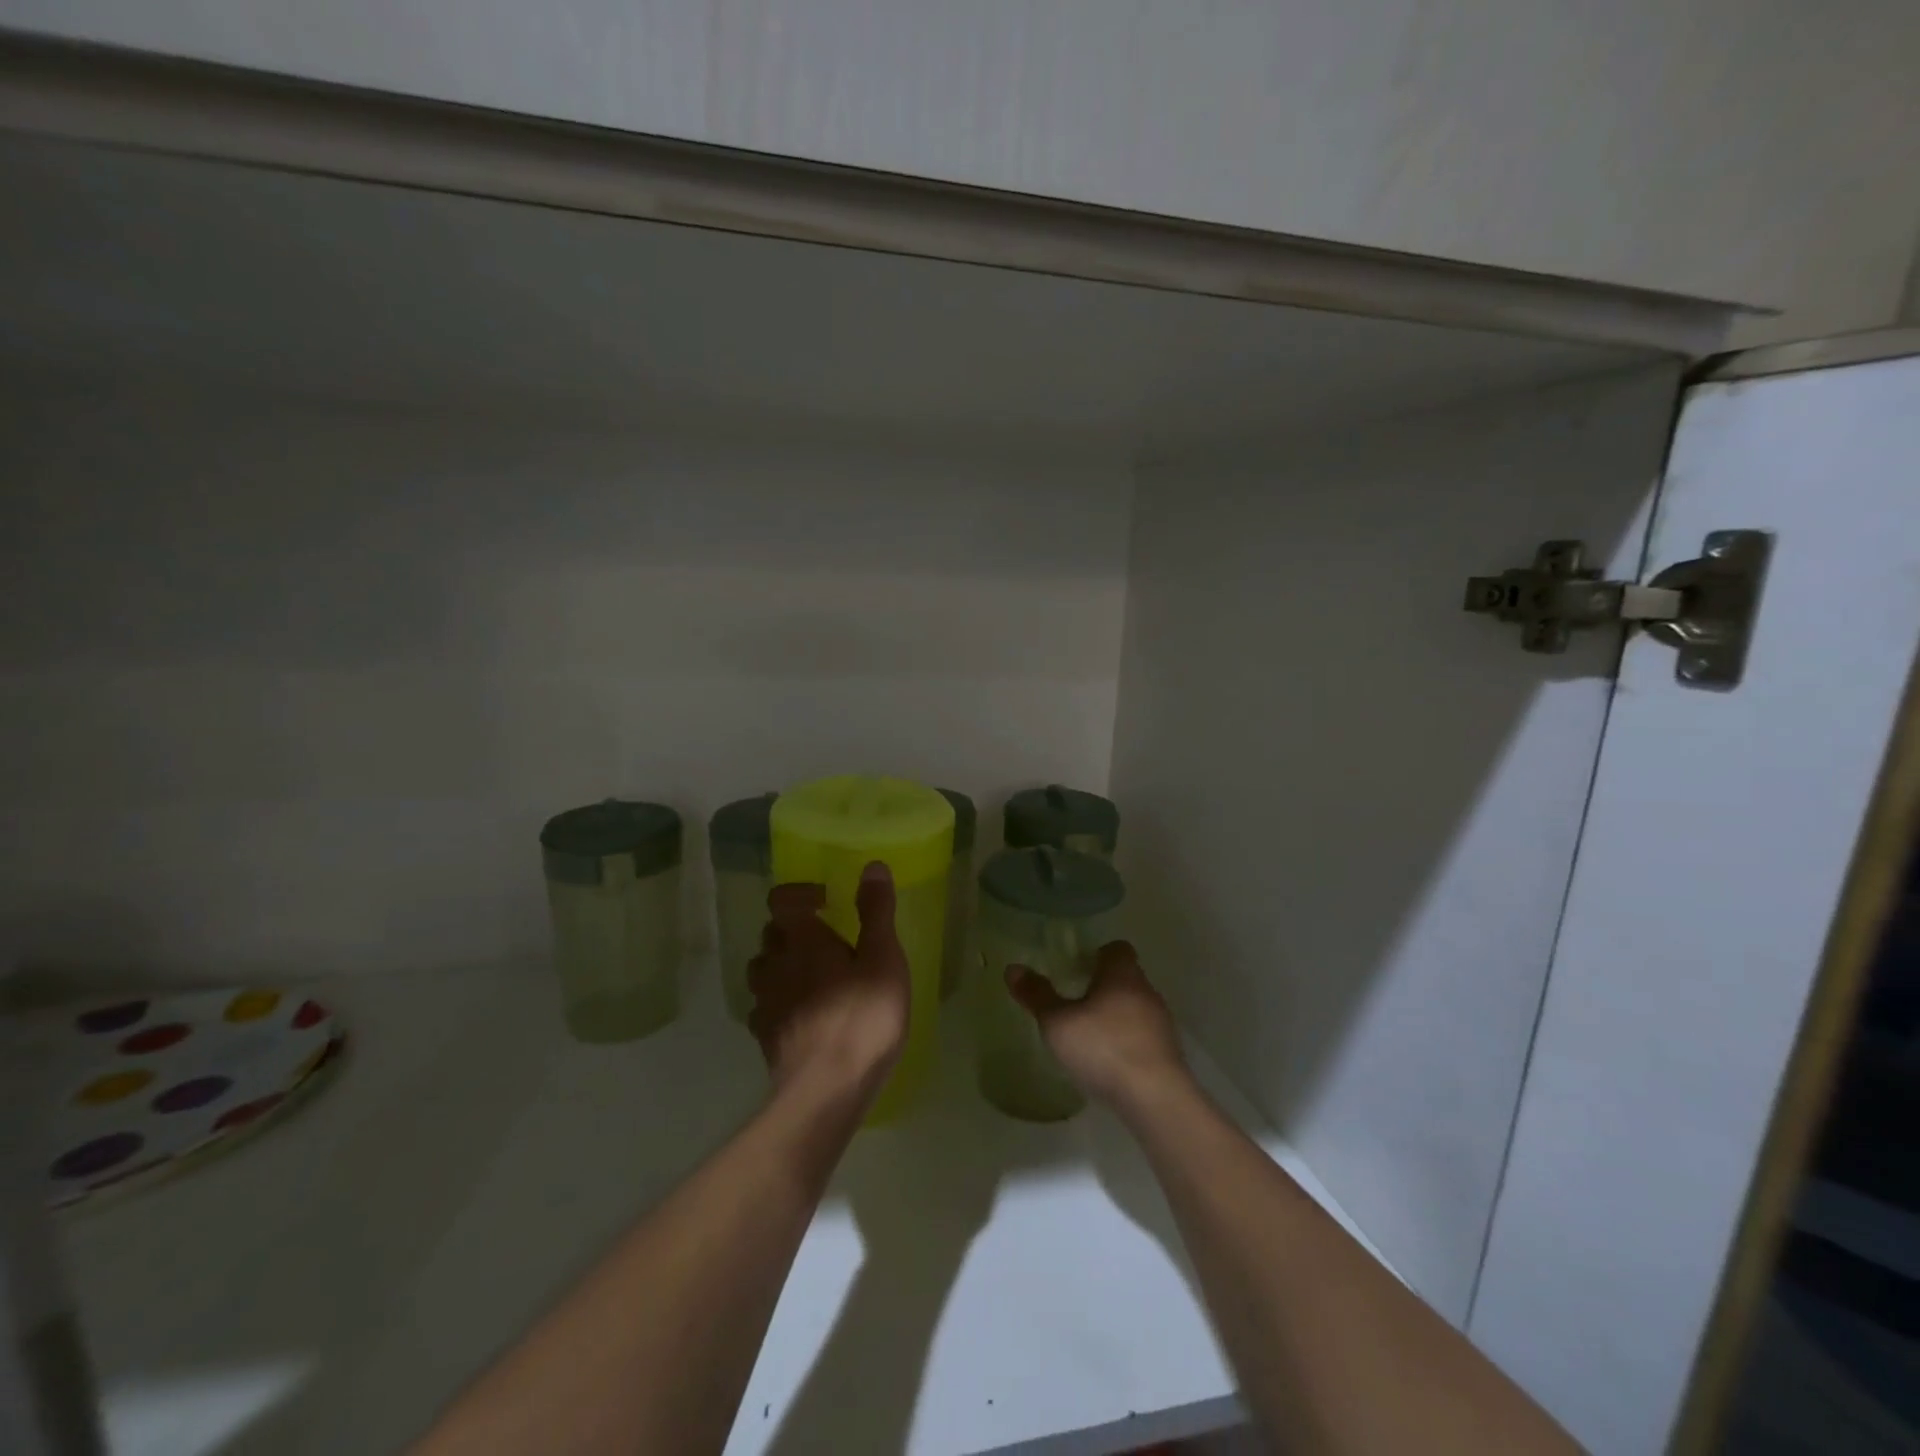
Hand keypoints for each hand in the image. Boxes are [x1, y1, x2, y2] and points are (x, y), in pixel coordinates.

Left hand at [748, 862, 909, 1105]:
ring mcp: (765, 1003)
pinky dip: (778, 1001)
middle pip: (771, 934)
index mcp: (803, 940)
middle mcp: (775, 965)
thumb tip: (872, 866)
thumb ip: (876, 912)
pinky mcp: (764, 1037)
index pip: (782, 900)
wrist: (826, 1090)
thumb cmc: (862, 1017)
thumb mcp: (883, 959)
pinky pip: (764, 1006)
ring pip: (763, 970)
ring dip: (781, 965)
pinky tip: (801, 1015)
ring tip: (811, 976)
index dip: (799, 894)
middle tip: (826, 940)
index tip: (826, 904)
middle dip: (793, 930)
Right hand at [1006, 941, 1188, 1110]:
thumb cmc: (1103, 1048)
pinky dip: (1126, 1040)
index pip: (1117, 948)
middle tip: (1074, 1000)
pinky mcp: (1167, 1052)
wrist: (1155, 1097)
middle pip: (1125, 977)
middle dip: (1102, 986)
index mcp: (1122, 974)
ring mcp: (1161, 1023)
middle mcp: (1146, 991)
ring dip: (1115, 1015)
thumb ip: (1037, 995)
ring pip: (1135, 1007)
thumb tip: (1013, 968)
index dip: (1097, 953)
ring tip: (1088, 1033)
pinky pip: (1142, 1035)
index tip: (1076, 967)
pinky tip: (1108, 1060)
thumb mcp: (1058, 1023)